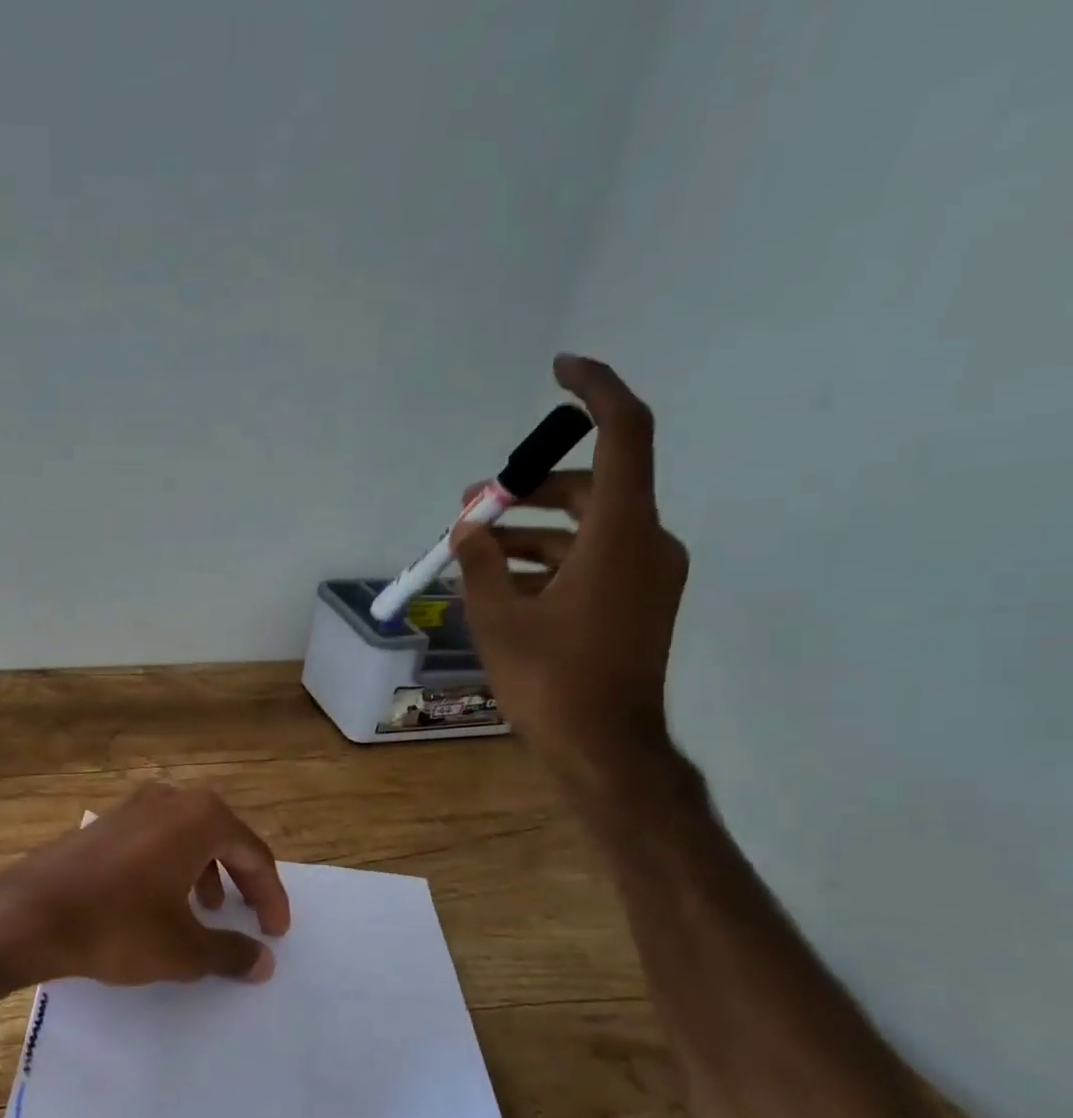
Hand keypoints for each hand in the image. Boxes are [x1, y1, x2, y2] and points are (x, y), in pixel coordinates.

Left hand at [0, 783, 290, 988]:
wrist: (31, 913)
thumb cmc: (118, 925)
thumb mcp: (183, 949)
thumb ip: (230, 952)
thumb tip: (263, 961)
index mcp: (200, 818)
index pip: (253, 854)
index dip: (270, 896)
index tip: (275, 933)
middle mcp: (170, 799)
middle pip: (223, 837)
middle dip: (240, 878)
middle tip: (247, 915)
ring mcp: (133, 806)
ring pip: (187, 835)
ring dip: (205, 871)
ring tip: (204, 909)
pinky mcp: (105, 821)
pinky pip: (156, 838)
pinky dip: (172, 865)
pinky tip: (159, 900)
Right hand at [452, 355, 688, 790]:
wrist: (605, 748)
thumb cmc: (550, 679)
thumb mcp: (496, 617)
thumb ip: (479, 561)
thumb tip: (468, 526)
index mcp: (621, 533)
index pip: (623, 434)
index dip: (595, 391)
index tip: (559, 369)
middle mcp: (647, 541)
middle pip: (591, 486)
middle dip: (528, 489)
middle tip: (474, 504)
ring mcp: (648, 574)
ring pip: (587, 526)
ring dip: (531, 529)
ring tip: (474, 548)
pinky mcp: (639, 601)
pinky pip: (592, 559)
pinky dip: (549, 559)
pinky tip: (502, 582)